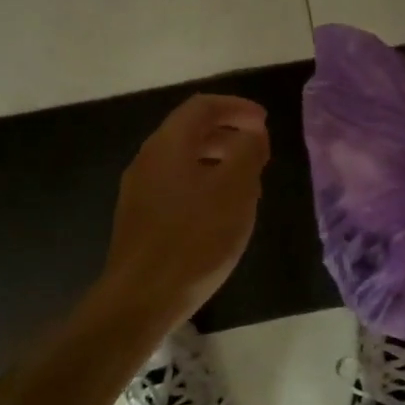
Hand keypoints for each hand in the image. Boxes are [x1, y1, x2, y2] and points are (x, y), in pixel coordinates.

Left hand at [97, 94, 269, 328]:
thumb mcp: (235, 190)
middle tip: (260, 151)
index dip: (237, 107)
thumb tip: (251, 132)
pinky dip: (204, 184)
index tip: (264, 122)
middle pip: (190, 131)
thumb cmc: (195, 238)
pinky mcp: (140, 218)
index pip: (202, 106)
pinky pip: (176, 186)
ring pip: (184, 160)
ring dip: (218, 161)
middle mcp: (148, 160)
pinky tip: (222, 213)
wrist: (142, 297)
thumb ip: (247, 151)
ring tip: (248, 183)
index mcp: (168, 145)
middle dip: (229, 133)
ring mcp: (140, 190)